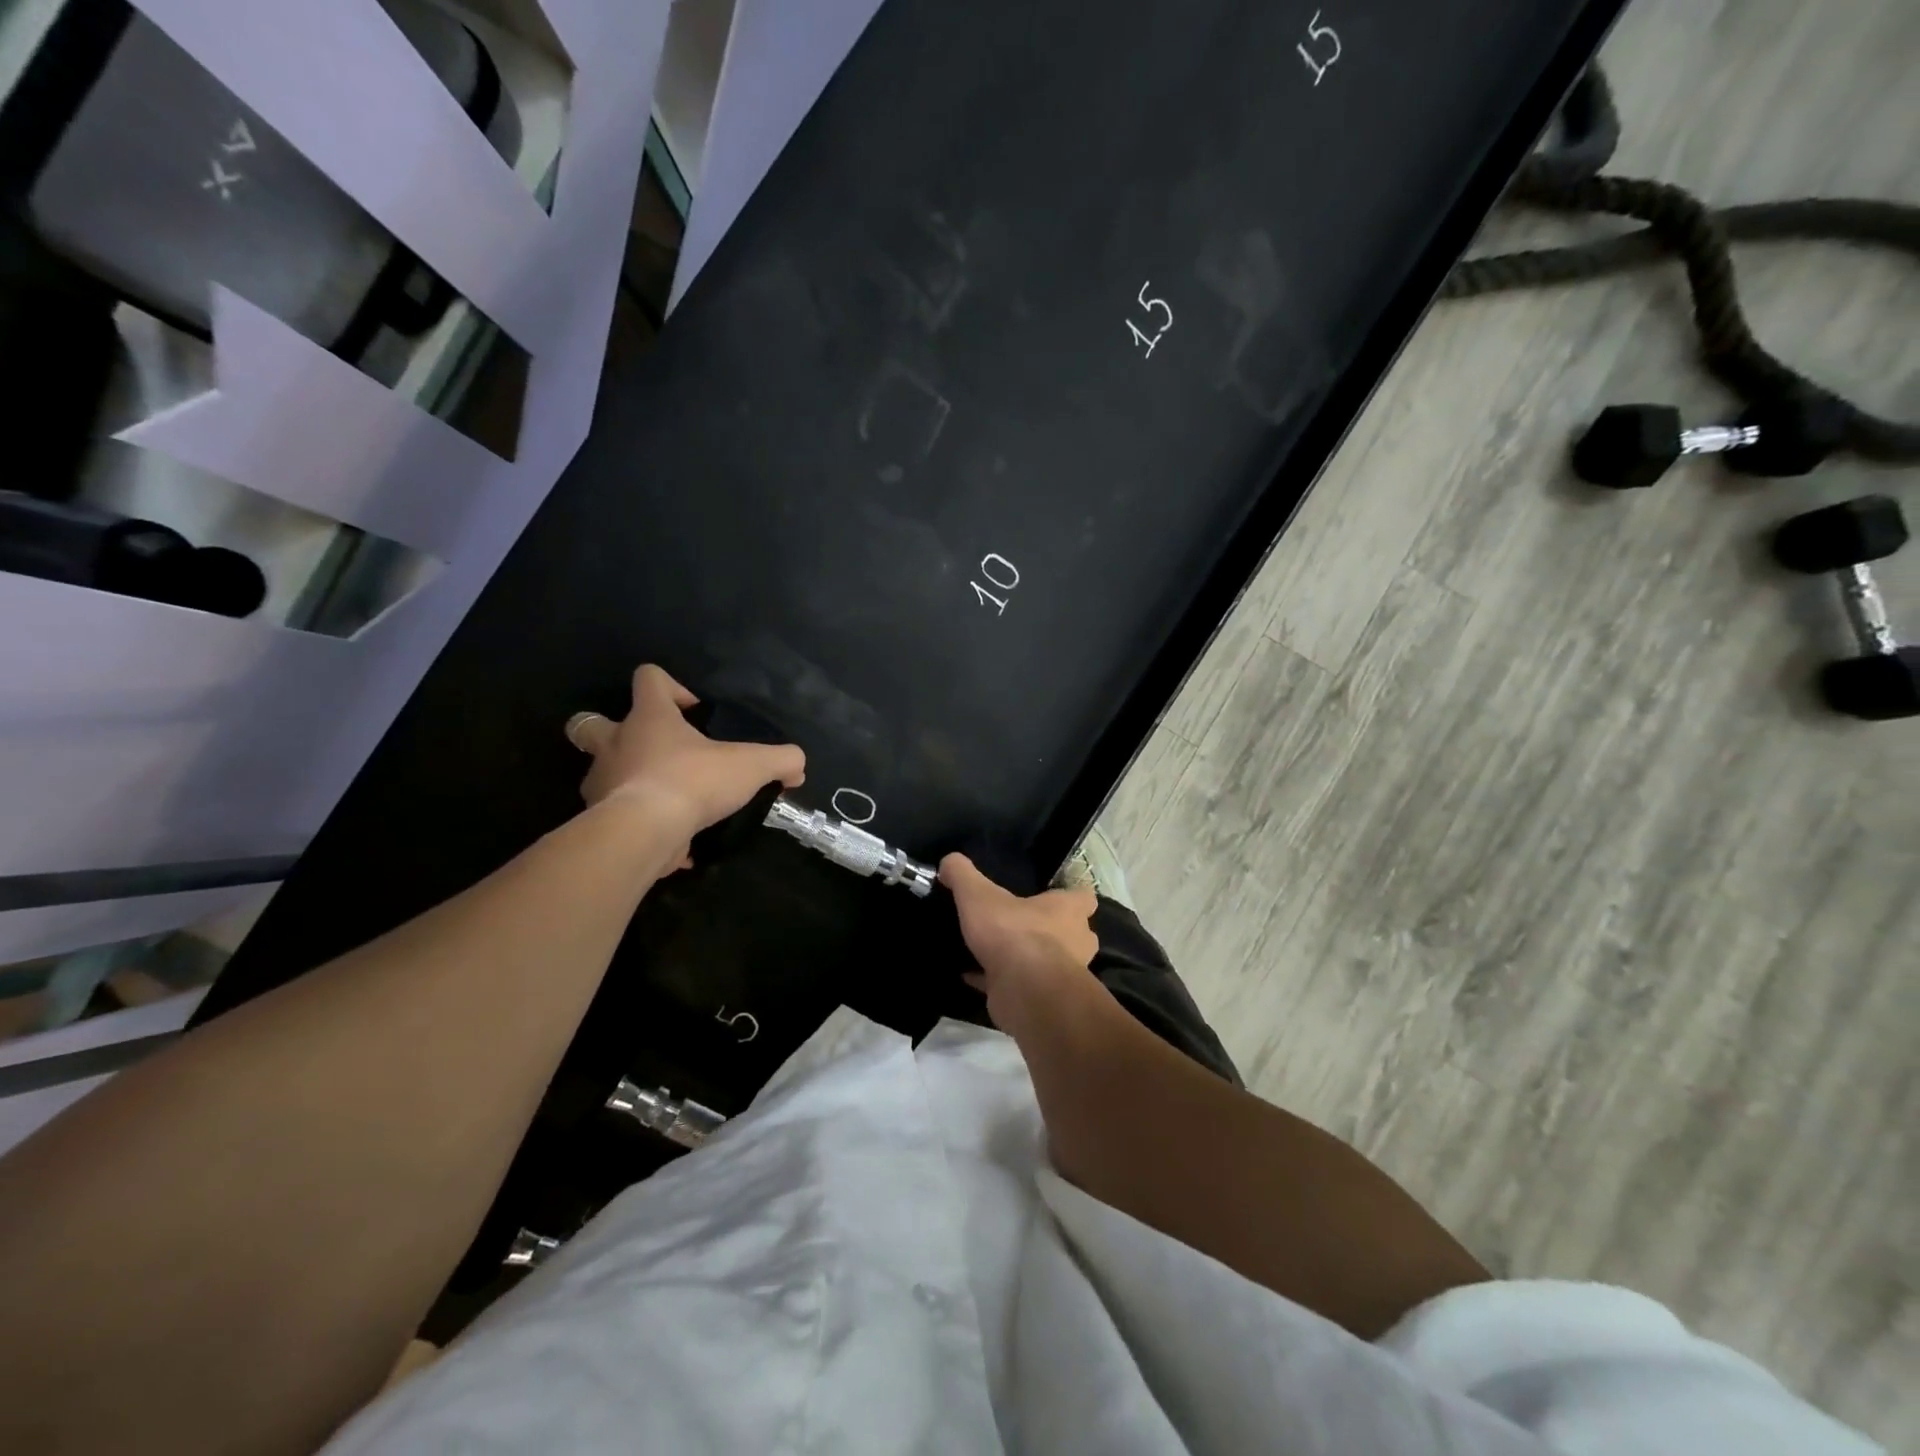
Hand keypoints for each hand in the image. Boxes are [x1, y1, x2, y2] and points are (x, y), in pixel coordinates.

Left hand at [565, 666, 804, 851]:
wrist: (644, 833)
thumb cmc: (692, 781)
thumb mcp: (751, 766)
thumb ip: (781, 760)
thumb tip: (797, 767)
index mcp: (648, 718)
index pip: (648, 678)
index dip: (671, 686)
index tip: (695, 711)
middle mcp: (615, 745)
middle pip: (588, 723)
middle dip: (611, 729)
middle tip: (650, 748)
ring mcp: (601, 783)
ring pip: (599, 773)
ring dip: (626, 781)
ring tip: (667, 800)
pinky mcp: (600, 821)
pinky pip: (618, 819)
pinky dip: (641, 826)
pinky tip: (673, 842)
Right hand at [940, 853, 1100, 1034]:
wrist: (1022, 990)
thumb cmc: (1012, 932)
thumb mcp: (978, 895)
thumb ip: (963, 875)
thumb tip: (949, 860)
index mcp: (1069, 910)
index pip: (1084, 898)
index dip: (1070, 897)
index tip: (1050, 896)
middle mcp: (1075, 941)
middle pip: (1073, 933)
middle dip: (1051, 931)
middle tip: (1021, 924)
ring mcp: (1062, 974)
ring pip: (1048, 962)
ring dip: (1028, 958)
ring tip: (997, 950)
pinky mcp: (1041, 997)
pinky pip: (1019, 985)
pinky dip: (997, 980)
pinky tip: (971, 975)